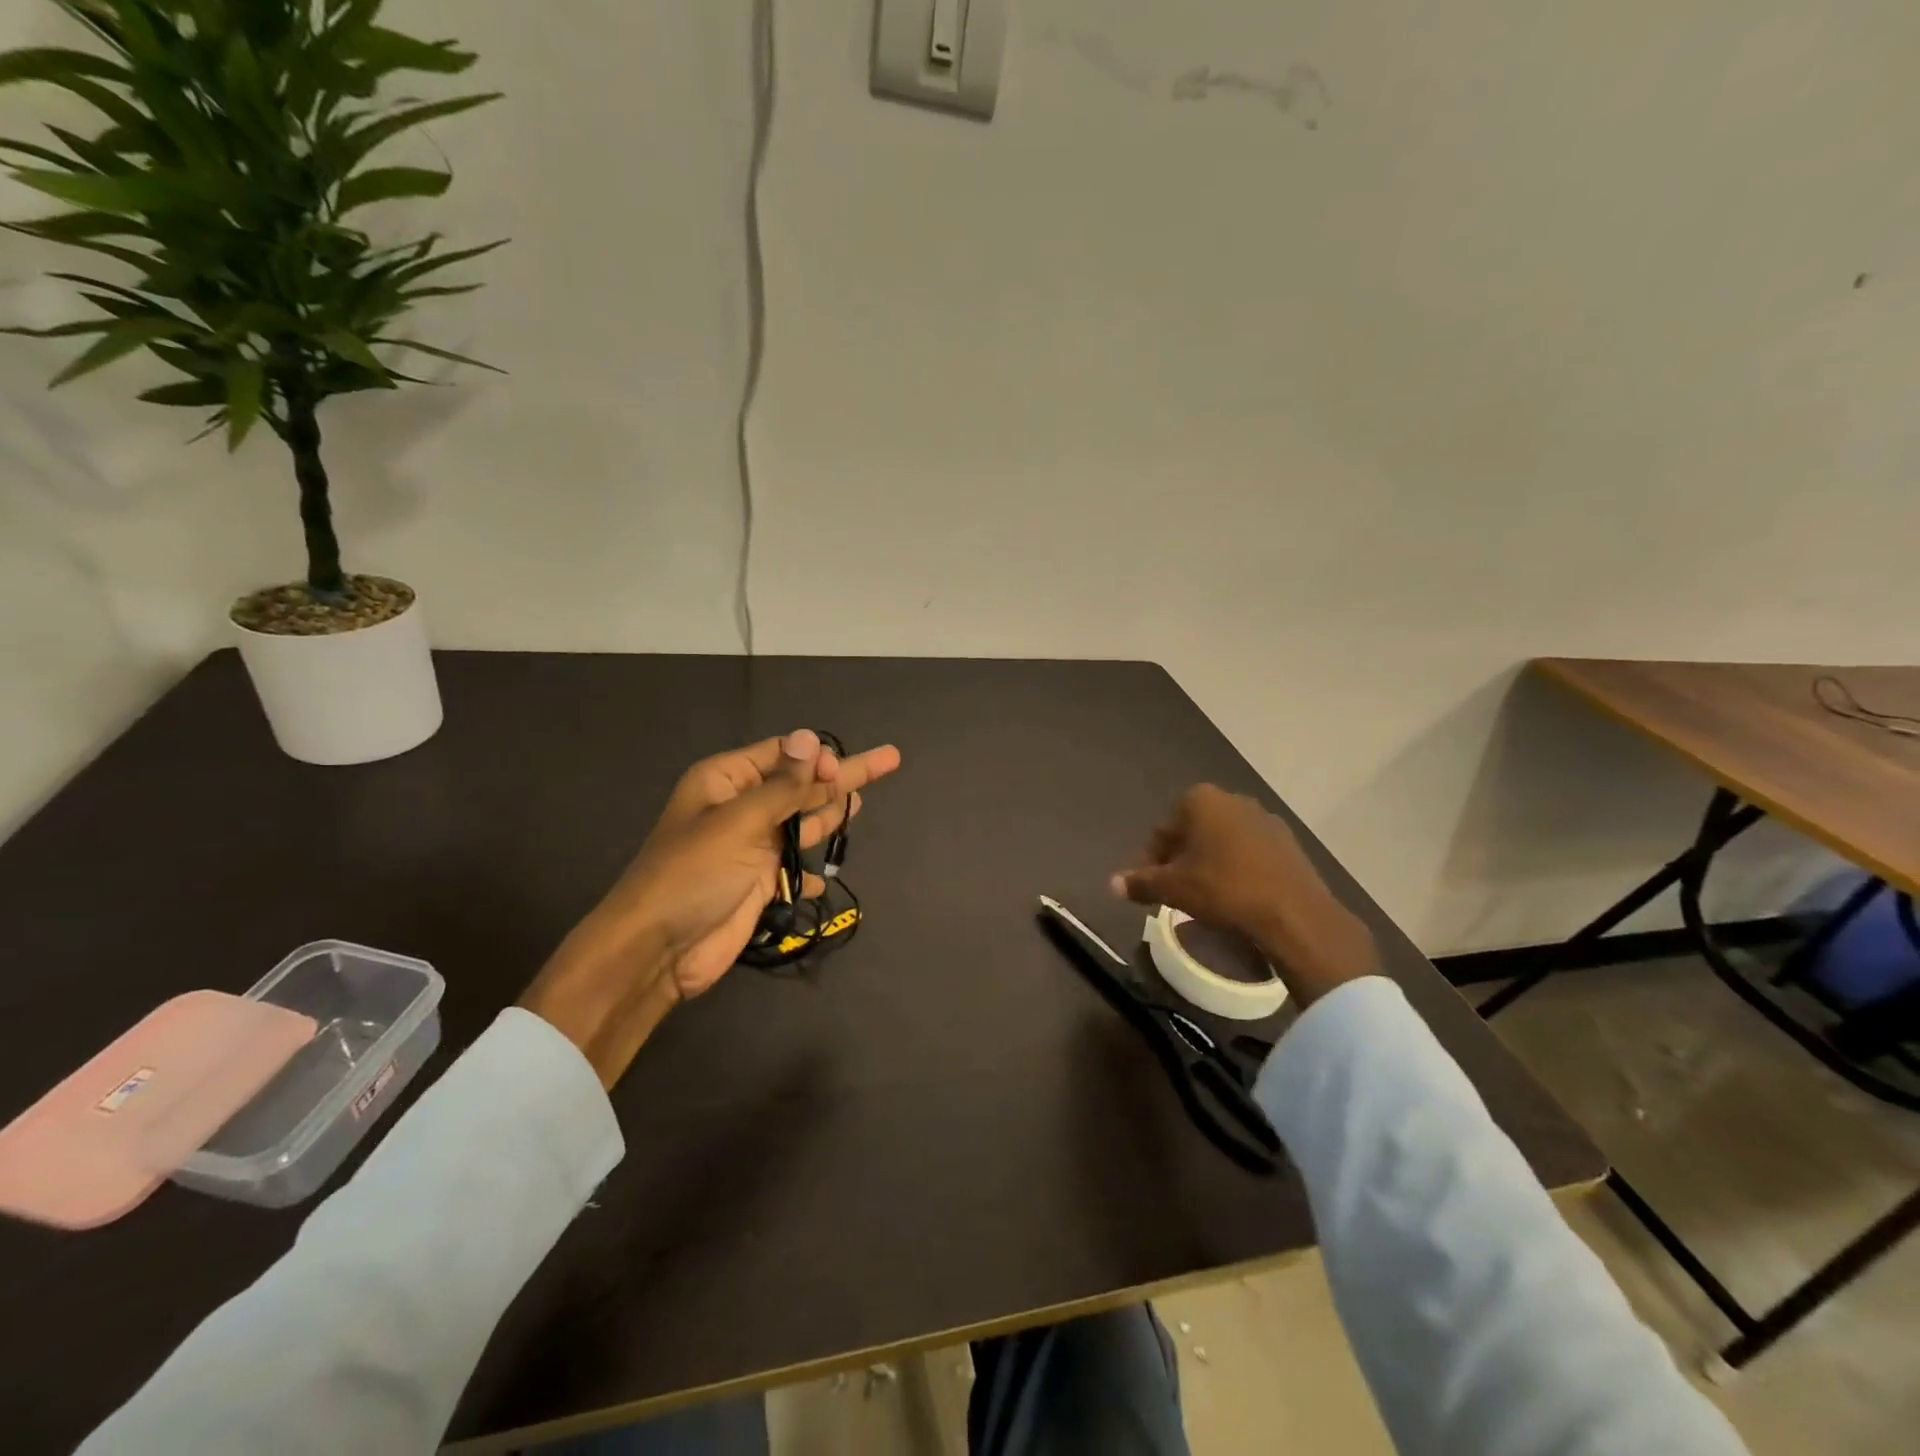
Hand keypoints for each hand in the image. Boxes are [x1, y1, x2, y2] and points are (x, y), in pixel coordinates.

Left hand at [521, 729, 903, 1085]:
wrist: (659, 948)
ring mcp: (752, 846)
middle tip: (889, 759)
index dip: (816, 757)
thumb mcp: (740, 822)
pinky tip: (828, 876)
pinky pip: (795, 865)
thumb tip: (811, 739)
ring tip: (862, 801)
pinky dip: (812, 870)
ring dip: (830, 813)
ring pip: (802, 822)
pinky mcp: (760, 881)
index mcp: (727, 781)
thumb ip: (783, 786)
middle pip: (801, 785)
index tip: (843, 770)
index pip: (782, 754)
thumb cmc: (694, 873)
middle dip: (841, 775)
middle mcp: (742, 807)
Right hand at [1112, 784, 1375, 1006]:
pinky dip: (1237, 869)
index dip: (1152, 859)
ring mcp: (1265, 819)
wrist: (1294, 913)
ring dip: (1210, 863)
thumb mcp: (1173, 888)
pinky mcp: (1289, 842)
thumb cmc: (1224, 889)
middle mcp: (1233, 799)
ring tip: (1205, 897)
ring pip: (1223, 841)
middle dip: (1181, 858)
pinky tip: (1237, 897)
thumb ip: (1141, 882)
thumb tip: (1112, 884)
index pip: (1164, 829)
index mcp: (1200, 800)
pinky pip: (1250, 852)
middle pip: (1193, 831)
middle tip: (1175, 891)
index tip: (1151, 886)